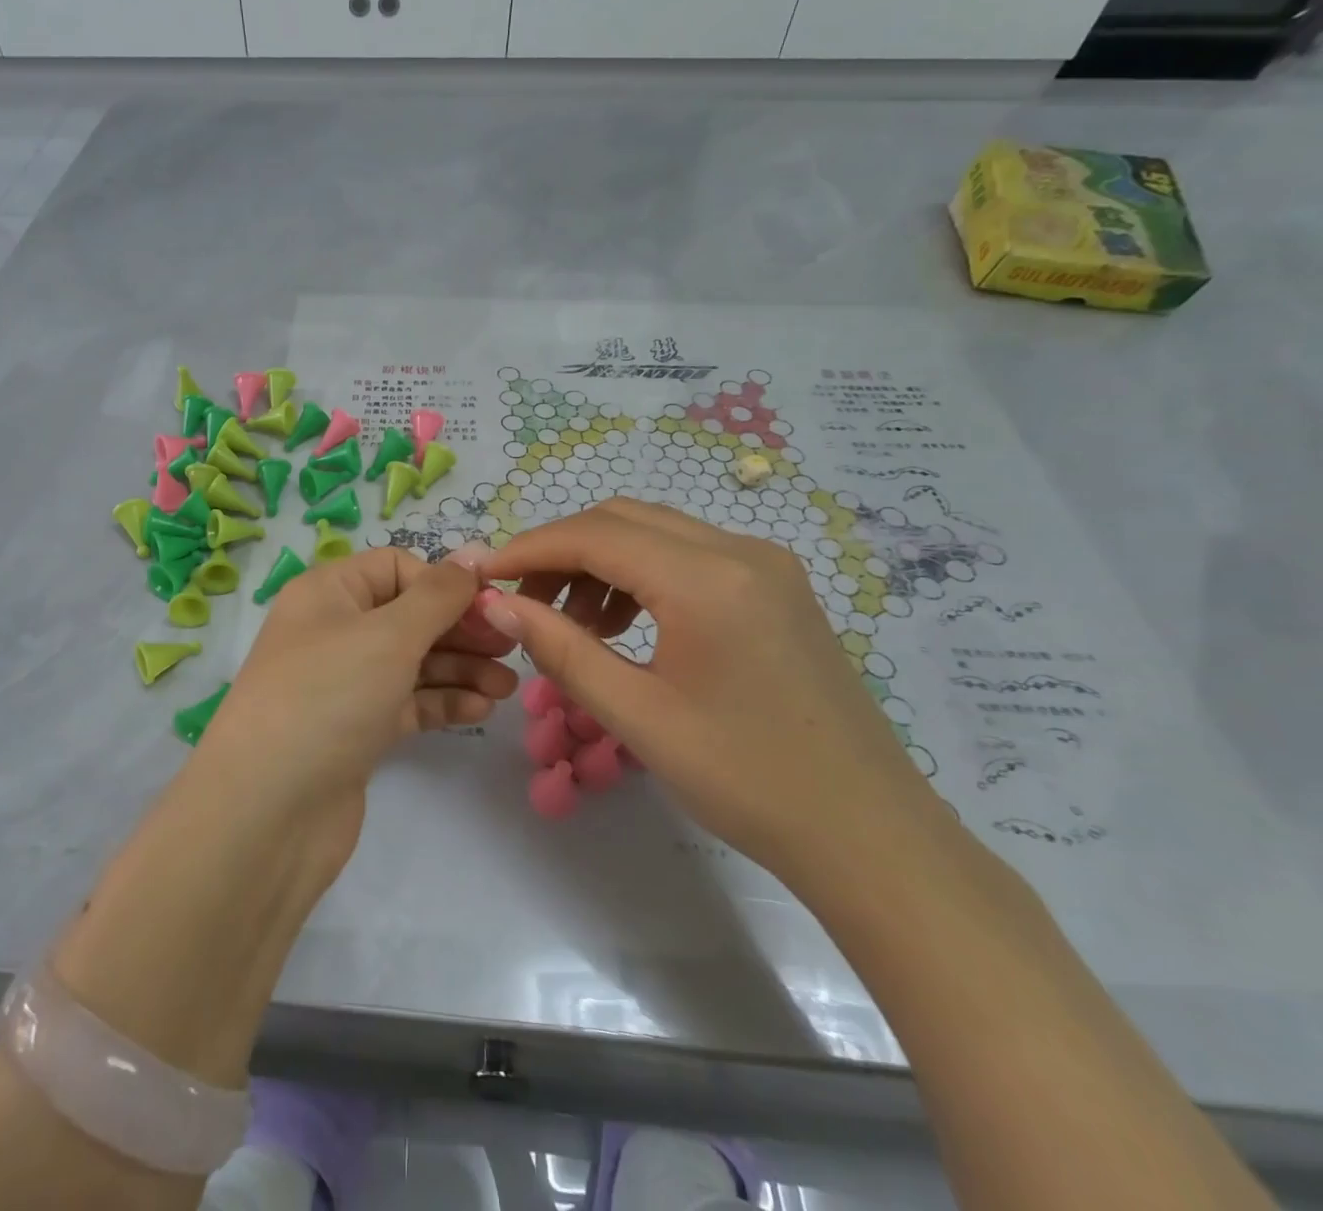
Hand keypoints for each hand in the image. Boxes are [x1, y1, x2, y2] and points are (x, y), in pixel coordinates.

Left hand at [194, 545, 518, 884]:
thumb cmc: (329, 697)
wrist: (268, 812)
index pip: (396, 568)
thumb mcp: (388, 634)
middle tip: (510, 649)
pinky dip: (441, 702)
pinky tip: (481, 710)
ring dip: (460, 668)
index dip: (444, 583)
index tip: (492, 607)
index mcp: (328, 593)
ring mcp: (343, 684)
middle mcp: (333, 631)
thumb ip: (437, 595)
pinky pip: (406, 703)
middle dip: (460, 629)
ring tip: (508, 687)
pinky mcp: (355, 730)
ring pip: (412, 662)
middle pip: (409, 615)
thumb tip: (471, 556)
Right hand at [477, 500, 948, 889]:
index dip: (529, 548)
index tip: (484, 576)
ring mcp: (766, 564)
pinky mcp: (776, 586)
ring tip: (572, 623)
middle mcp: (740, 550)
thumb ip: (561, 649)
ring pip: (655, 532)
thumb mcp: (637, 716)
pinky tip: (624, 625)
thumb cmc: (746, 780)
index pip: (594, 534)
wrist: (867, 833)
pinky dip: (640, 574)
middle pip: (622, 519)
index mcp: (707, 580)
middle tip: (523, 602)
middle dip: (561, 551)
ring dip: (600, 562)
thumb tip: (497, 604)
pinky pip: (688, 555)